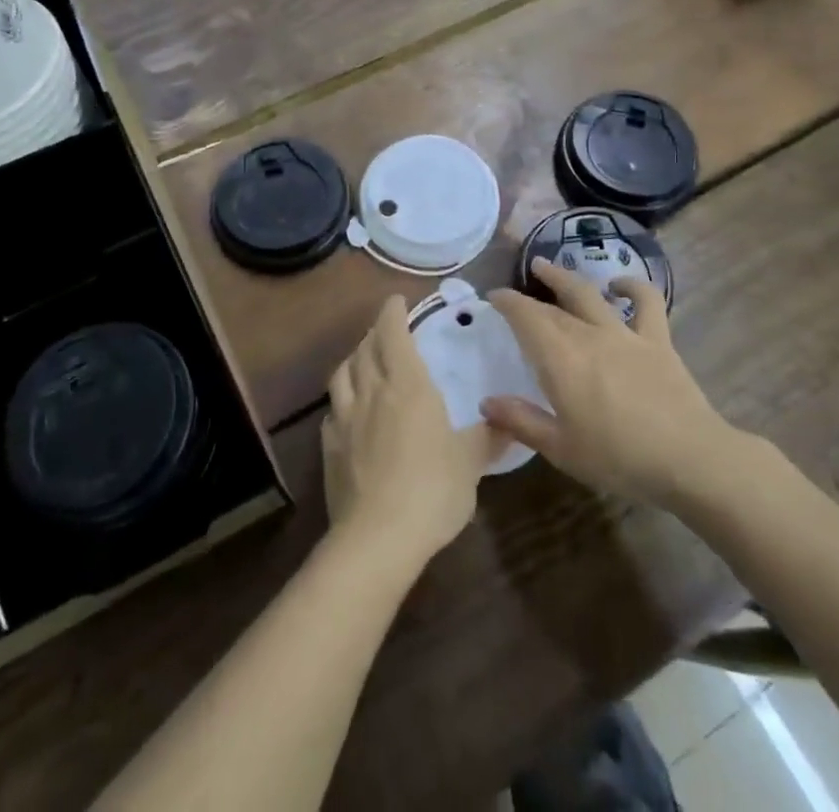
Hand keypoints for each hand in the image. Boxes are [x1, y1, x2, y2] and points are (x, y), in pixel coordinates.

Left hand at [323, 295, 497, 564]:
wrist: (377, 537)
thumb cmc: (432, 488)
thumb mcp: (470, 462)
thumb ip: (488, 437)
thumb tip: (509, 422)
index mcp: (406, 384)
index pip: (392, 332)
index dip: (392, 312)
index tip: (396, 300)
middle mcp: (371, 391)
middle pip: (366, 348)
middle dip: (375, 332)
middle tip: (386, 330)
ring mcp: (345, 418)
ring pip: (342, 374)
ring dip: (354, 360)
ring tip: (363, 362)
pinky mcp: (329, 447)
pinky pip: (333, 411)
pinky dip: (341, 401)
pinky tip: (349, 413)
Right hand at [483, 260, 746, 509]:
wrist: (689, 458)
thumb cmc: (618, 458)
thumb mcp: (561, 449)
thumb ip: (521, 421)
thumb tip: (486, 402)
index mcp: (560, 359)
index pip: (526, 317)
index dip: (507, 302)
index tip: (493, 296)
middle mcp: (588, 335)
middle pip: (553, 306)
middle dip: (531, 294)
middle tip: (517, 287)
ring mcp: (624, 333)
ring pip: (589, 293)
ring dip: (566, 277)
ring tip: (549, 267)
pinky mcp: (656, 339)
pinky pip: (646, 302)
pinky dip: (632, 287)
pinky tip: (619, 285)